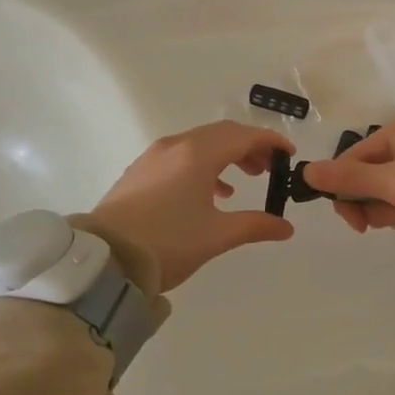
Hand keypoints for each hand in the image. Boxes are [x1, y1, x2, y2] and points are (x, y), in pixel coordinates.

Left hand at [87, 121, 295, 290]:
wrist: (104, 260)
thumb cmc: (167, 243)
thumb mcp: (217, 236)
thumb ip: (255, 225)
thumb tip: (286, 227)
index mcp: (198, 154)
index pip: (243, 135)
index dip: (271, 141)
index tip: (290, 154)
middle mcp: (176, 146)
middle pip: (222, 134)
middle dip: (249, 147)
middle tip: (269, 169)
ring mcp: (154, 157)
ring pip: (199, 143)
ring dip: (226, 156)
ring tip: (243, 181)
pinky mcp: (139, 172)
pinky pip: (180, 156)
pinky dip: (202, 165)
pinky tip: (209, 192)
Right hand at [300, 115, 394, 234]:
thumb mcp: (389, 183)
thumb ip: (347, 178)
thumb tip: (305, 170)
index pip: (351, 159)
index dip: (344, 191)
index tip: (354, 223)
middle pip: (370, 175)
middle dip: (373, 204)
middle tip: (386, 222)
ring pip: (390, 189)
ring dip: (392, 211)